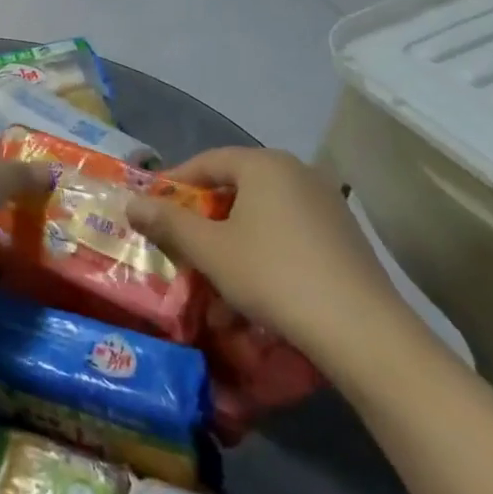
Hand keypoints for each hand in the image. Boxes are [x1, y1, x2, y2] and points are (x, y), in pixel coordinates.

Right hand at [124, 147, 420, 367]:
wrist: (362, 331)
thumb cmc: (273, 275)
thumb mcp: (209, 250)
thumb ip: (167, 222)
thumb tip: (130, 202)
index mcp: (264, 164)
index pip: (206, 162)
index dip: (174, 184)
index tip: (151, 209)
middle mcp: (298, 173)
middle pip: (235, 186)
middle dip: (203, 215)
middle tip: (179, 241)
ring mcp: (327, 204)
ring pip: (262, 213)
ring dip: (232, 238)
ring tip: (213, 271)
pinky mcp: (345, 237)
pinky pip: (289, 232)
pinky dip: (264, 250)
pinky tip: (254, 286)